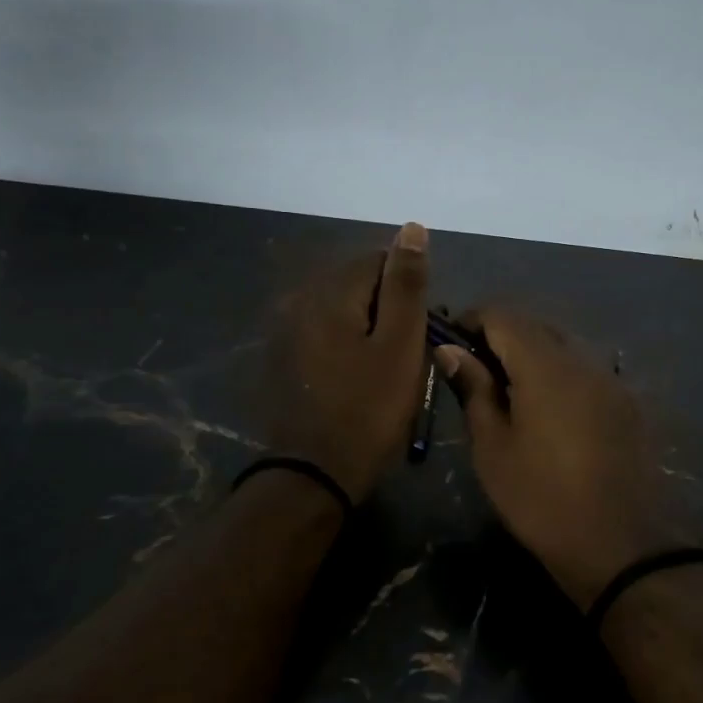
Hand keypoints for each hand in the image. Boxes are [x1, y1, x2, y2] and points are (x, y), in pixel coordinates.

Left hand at [267, 224, 430, 503]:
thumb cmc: (369, 410)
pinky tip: (357, 379)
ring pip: (343, 312)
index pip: (378, 260)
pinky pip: (325, 336)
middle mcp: (299, 301)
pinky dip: (347, 347)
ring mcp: (286, 332)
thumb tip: (412, 227)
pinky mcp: (283, 360)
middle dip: (387, 309)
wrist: (315, 475)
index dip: (407, 291)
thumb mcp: (400, 345)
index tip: (420, 330)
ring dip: (368, 330)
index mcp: (329, 293)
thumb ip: (406, 285)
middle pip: (357, 285)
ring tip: (386, 370)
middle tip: (407, 354)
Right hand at [435, 309, 692, 609]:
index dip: (472, 320)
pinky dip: (559, 375)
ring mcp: (611, 381)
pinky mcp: (627, 404)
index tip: (450, 343)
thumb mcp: (494, 448)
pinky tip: (547, 410)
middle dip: (501, 336)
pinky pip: (585, 371)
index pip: (504, 316)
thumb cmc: (542, 499)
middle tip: (474, 370)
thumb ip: (474, 390)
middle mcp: (583, 361)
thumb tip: (451, 351)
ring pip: (564, 347)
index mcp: (545, 366)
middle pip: (536, 326)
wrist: (621, 546)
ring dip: (532, 355)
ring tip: (508, 392)